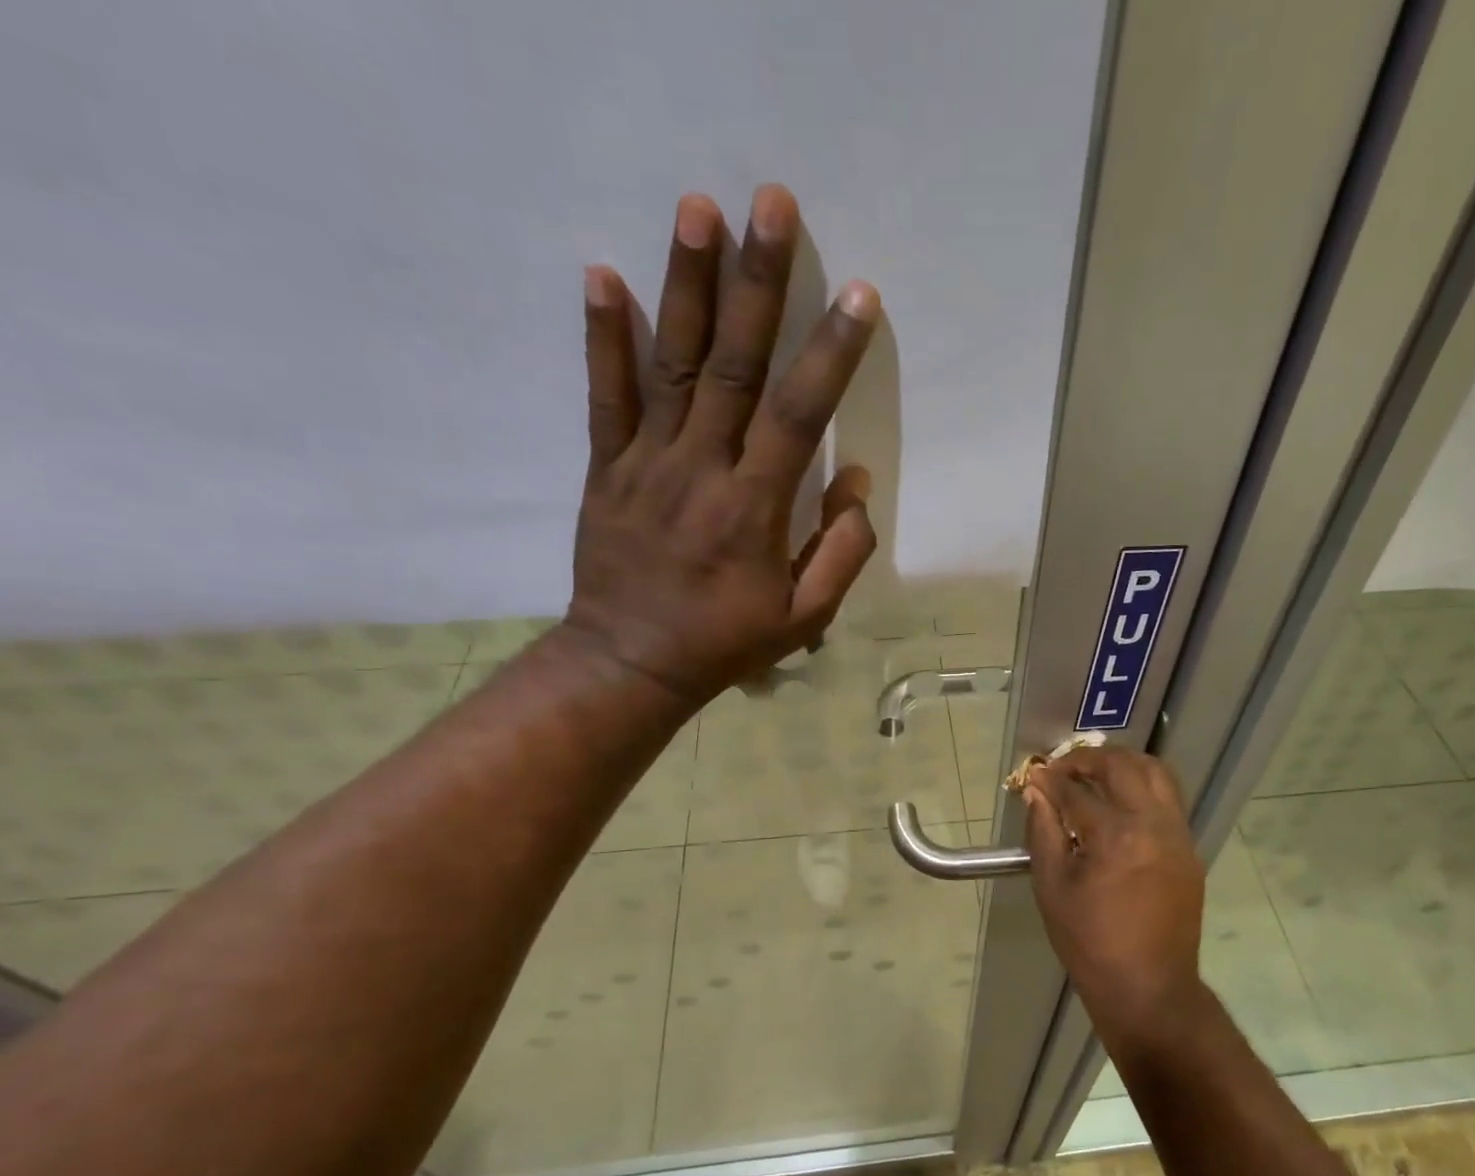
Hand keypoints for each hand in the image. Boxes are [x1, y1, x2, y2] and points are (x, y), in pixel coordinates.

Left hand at [561, 185, 881, 707]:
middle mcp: (702, 469)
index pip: (800, 416)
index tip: (860, 297)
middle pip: (735, 367)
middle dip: (759, 284)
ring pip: (671, 365)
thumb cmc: (727, 641)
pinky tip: (605, 274)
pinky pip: (605, 396)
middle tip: (772, 204)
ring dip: (687, 285)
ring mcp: (648, 463)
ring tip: (698, 208)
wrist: (632, 662)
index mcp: (755, 508)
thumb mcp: (804, 618)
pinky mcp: (607, 468)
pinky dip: (604, 337)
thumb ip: (840, 552)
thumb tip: (856, 484)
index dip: (831, 355)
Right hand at [1022, 748, 1207, 1056]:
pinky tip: (1120, 804)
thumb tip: (1036, 791)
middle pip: (1123, 767)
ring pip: (1157, 773)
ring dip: (1123, 765)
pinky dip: (1143, 788)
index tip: (1033, 775)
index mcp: (1116, 837)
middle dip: (1089, 759)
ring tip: (1095, 775)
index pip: (1076, 791)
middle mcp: (1154, 825)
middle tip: (1063, 769)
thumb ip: (1043, 831)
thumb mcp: (1052, 888)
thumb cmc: (1090, 943)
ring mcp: (1178, 836)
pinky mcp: (1189, 850)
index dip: (1050, 780)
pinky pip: (1169, 800)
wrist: (1148, 988)